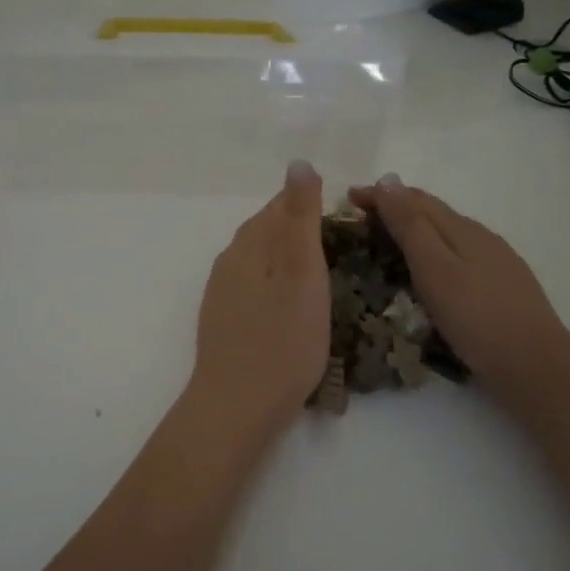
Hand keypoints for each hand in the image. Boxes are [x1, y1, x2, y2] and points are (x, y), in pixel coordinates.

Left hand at [186, 160, 329, 441]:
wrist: (237, 407)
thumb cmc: (281, 340)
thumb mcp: (300, 273)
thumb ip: (299, 218)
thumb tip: (298, 163)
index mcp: (248, 244)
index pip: (279, 206)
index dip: (312, 204)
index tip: (347, 217)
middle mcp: (229, 261)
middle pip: (267, 231)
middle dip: (300, 229)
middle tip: (343, 245)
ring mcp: (222, 293)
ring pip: (260, 260)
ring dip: (288, 258)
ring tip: (324, 274)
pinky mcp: (224, 321)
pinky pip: (255, 287)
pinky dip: (278, 285)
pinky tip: (293, 305)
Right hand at [350, 175, 566, 398]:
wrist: (536, 366)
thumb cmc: (477, 318)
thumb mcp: (435, 269)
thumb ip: (411, 226)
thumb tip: (389, 180)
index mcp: (462, 229)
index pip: (414, 199)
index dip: (380, 195)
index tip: (348, 197)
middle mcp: (481, 237)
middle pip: (433, 212)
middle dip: (395, 208)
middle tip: (361, 217)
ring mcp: (496, 261)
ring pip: (447, 233)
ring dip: (414, 229)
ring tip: (387, 241)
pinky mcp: (502, 286)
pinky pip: (458, 254)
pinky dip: (433, 251)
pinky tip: (430, 271)